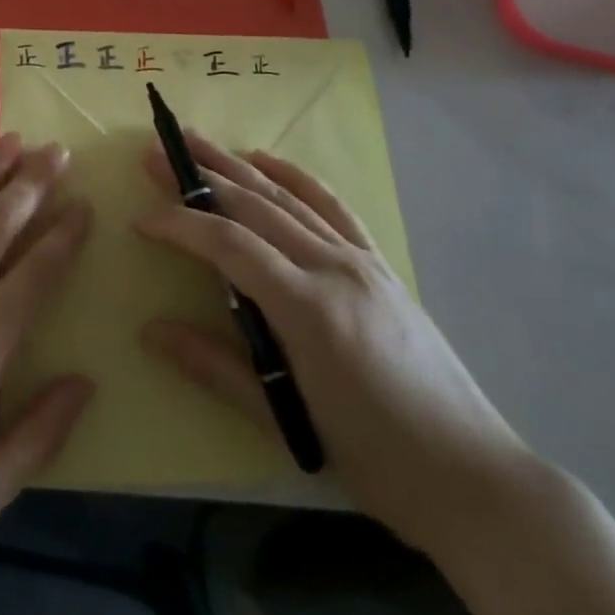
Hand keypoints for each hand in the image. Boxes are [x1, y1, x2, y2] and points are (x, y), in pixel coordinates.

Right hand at [135, 134, 534, 553]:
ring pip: (286, 197)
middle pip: (254, 206)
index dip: (181, 226)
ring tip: (196, 141)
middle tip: (155, 153)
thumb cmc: (374, 458)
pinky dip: (295, 176)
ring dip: (236, 166)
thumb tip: (150, 331)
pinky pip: (331, 207)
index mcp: (306, 308)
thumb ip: (215, 367)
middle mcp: (332, 268)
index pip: (229, 245)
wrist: (472, 474)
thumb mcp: (286, 421)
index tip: (141, 219)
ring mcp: (359, 261)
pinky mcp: (379, 264)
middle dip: (199, 177)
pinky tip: (266, 159)